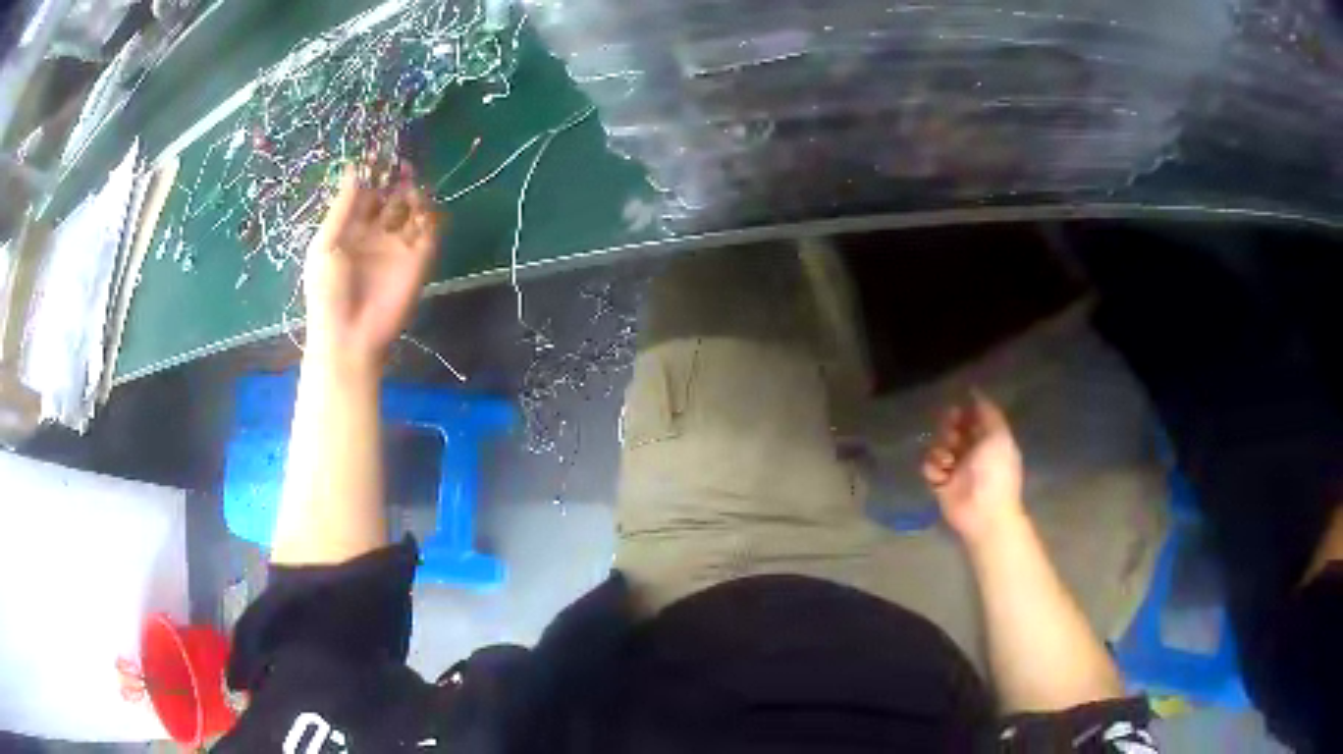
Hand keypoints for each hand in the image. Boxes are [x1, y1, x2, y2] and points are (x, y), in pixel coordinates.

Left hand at [302, 164, 441, 370]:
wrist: (348, 336)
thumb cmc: (327, 291)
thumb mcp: (325, 244)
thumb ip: (342, 207)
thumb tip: (354, 168)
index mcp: (351, 228)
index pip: (367, 192)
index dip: (373, 172)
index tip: (378, 153)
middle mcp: (377, 232)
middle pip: (392, 195)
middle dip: (396, 177)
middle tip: (400, 163)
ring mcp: (399, 245)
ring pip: (413, 208)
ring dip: (414, 192)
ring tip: (409, 184)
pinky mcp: (420, 259)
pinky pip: (430, 229)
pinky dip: (431, 214)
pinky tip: (421, 206)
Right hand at [922, 390, 1025, 544]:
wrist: (983, 511)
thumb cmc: (996, 472)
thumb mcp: (999, 436)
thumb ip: (989, 413)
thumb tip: (976, 391)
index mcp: (989, 440)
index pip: (975, 418)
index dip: (966, 411)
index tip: (959, 407)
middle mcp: (972, 452)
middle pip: (954, 429)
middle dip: (949, 427)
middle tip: (951, 433)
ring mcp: (955, 468)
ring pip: (939, 445)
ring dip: (940, 448)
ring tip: (947, 460)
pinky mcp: (940, 483)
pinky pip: (929, 466)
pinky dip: (933, 467)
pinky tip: (942, 474)